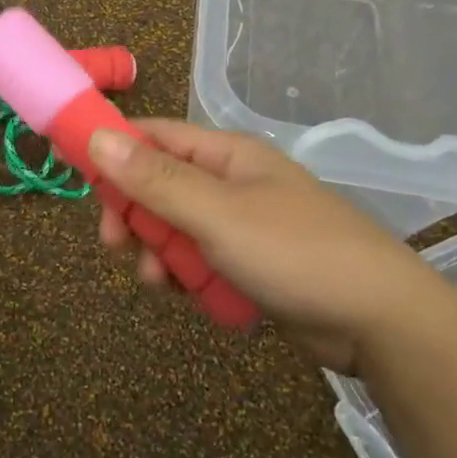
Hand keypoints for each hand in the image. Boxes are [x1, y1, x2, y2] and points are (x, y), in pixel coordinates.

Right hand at [87, 120, 456, 371]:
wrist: (377, 321)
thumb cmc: (294, 253)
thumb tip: (96, 137)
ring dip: (155, 253)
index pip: (152, 136)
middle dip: (131, 215)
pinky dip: (182, 276)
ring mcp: (238, 224)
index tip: (79, 181)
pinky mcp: (245, 263)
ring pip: (170, 229)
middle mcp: (228, 182)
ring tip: (160, 281)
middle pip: (155, 186)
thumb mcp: (216, 214)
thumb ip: (154, 179)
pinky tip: (184, 295)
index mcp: (225, 154)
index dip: (112, 151)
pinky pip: (194, 260)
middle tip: (114, 244)